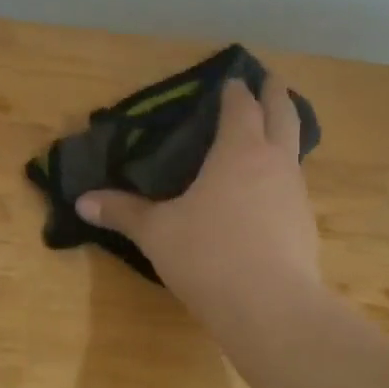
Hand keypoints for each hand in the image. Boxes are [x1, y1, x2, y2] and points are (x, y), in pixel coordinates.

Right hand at [74, 78, 323, 321]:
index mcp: (238, 151)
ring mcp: (296, 194)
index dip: (234, 90)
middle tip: (268, 79)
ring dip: (285, 134)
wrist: (271, 308)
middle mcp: (274, 163)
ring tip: (270, 134)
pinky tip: (268, 193)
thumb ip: (122, 212)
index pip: (240, 107)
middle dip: (274, 94)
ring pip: (295, 150)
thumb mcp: (156, 232)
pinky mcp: (306, 226)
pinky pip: (294, 185)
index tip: (229, 79)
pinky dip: (283, 174)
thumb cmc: (208, 254)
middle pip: (283, 114)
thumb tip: (82, 201)